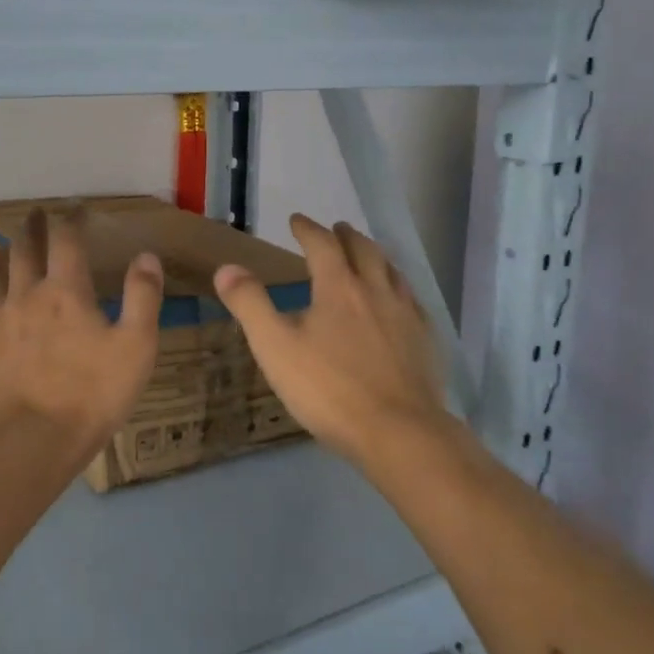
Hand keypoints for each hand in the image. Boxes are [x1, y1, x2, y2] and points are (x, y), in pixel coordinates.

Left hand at [0, 206, 163, 462]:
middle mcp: (25, 296)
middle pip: (24, 250)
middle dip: (31, 228)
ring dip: (1, 258)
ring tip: (4, 250)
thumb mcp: (136, 346)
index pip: (67, 241)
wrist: (30, 442)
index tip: (75, 210)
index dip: (71, 220)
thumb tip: (145, 255)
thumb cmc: (91, 394)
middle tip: (34, 215)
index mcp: (66, 292)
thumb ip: (143, 297)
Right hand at [213, 214, 446, 463]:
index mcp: (338, 287)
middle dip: (346, 236)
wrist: (398, 432)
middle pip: (363, 250)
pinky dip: (399, 287)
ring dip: (375, 256)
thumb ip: (250, 304)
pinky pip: (412, 300)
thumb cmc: (328, 389)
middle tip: (337, 229)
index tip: (297, 220)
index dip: (307, 229)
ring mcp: (406, 314)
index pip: (322, 244)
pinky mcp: (425, 340)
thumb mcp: (274, 347)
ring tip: (368, 256)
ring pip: (392, 271)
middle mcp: (375, 290)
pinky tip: (399, 302)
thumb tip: (227, 267)